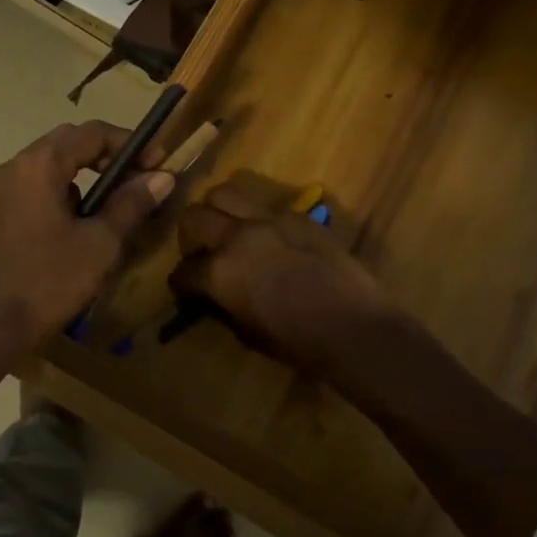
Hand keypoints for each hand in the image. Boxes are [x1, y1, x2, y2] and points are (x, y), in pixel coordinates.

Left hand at [0, 121, 174, 345]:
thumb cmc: (48, 280)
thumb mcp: (100, 243)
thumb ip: (131, 204)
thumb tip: (162, 177)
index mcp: (39, 164)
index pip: (92, 133)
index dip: (130, 144)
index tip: (158, 164)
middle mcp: (13, 167)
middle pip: (67, 144)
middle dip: (106, 157)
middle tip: (137, 181)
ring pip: (48, 168)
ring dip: (83, 178)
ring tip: (109, 209)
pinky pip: (32, 190)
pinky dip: (60, 195)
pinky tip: (74, 229)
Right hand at [173, 182, 393, 371]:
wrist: (355, 328)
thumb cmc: (298, 343)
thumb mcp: (246, 332)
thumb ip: (222, 305)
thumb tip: (213, 296)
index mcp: (219, 272)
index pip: (182, 271)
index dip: (181, 284)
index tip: (186, 291)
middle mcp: (235, 237)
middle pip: (193, 218)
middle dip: (190, 238)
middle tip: (202, 254)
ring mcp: (267, 220)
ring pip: (223, 194)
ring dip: (216, 212)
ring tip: (227, 230)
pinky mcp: (296, 214)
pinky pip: (263, 205)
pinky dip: (254, 217)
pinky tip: (266, 237)